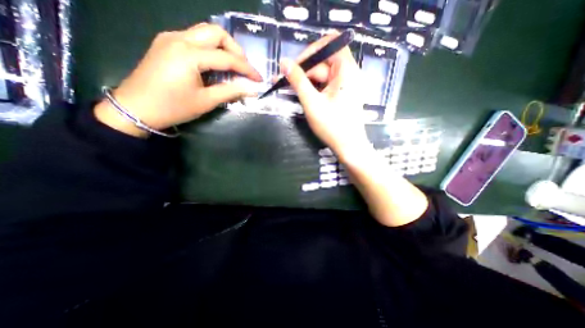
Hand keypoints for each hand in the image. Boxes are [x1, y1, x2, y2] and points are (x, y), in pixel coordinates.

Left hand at [94, 23, 261, 136]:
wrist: (136, 107)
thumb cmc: (173, 107)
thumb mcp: (206, 101)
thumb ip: (231, 92)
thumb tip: (252, 90)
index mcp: (189, 55)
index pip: (227, 58)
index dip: (247, 69)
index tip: (259, 79)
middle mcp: (179, 38)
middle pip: (216, 32)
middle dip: (236, 50)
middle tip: (244, 68)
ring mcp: (170, 38)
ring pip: (205, 32)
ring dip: (223, 47)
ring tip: (233, 66)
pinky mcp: (166, 43)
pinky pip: (194, 38)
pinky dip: (210, 49)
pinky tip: (214, 64)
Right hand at [281, 33, 371, 161]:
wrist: (348, 147)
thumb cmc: (332, 126)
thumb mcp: (312, 103)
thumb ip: (298, 81)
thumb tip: (283, 62)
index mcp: (347, 70)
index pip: (329, 45)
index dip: (309, 52)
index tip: (293, 67)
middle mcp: (349, 73)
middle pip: (324, 62)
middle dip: (304, 70)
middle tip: (285, 81)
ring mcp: (346, 84)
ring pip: (323, 74)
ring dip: (307, 81)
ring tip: (291, 90)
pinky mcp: (343, 94)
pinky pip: (326, 84)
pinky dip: (314, 88)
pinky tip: (303, 95)